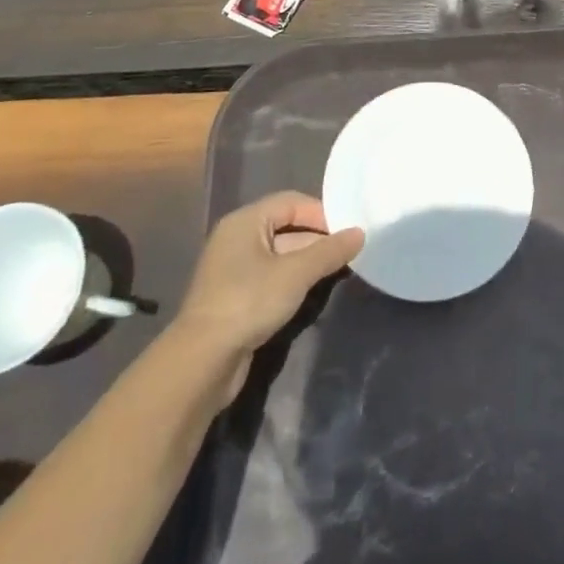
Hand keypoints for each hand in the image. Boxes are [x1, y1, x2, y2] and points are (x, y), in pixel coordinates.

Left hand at [166, 192, 362, 407]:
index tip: (349, 230)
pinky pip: (273, 276)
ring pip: (282, 254)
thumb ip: (330, 251)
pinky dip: (294, 279)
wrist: (202, 361)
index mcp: (245, 222)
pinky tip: (314, 290)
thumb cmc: (249, 302)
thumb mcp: (296, 273)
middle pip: (287, 227)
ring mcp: (235, 269)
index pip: (291, 202)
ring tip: (339, 270)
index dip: (321, 212)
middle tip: (350, 251)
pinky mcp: (236, 296)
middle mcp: (237, 239)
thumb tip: (360, 232)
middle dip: (318, 239)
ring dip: (309, 261)